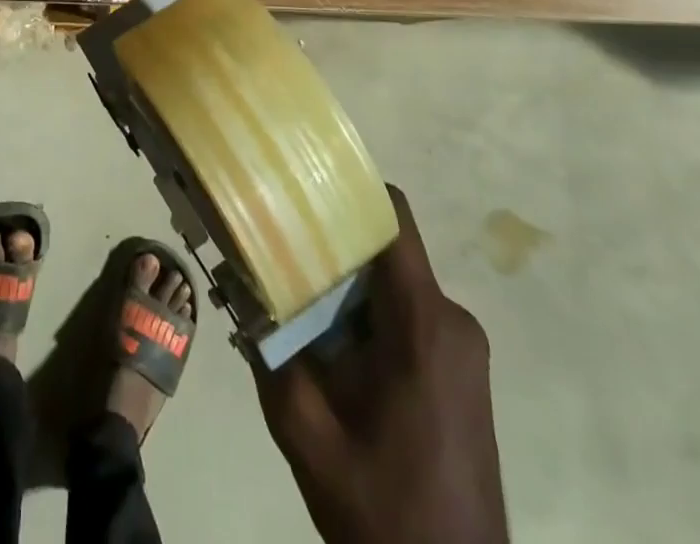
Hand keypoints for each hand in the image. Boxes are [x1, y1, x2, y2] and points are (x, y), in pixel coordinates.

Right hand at [257, 186, 508, 543]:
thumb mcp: (307, 434)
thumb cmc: (383, 511)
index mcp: (423, 323)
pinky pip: (409, 314)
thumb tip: (236, 289)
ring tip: (295, 299)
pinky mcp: (460, 369)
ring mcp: (463, 346)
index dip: (348, 189)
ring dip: (347, 285)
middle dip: (332, 245)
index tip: (300, 187)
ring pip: (394, 283)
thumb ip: (270, 354)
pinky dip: (368, 314)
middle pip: (386, 249)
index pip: (392, 219)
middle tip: (278, 248)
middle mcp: (453, 320)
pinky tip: (331, 345)